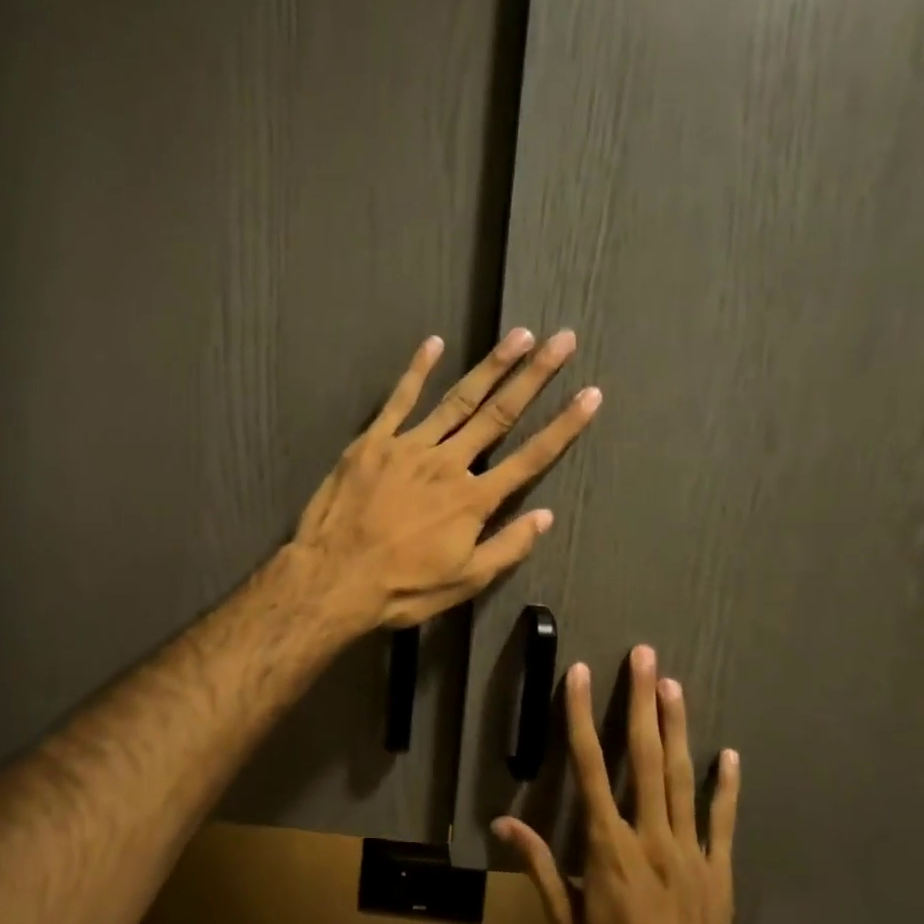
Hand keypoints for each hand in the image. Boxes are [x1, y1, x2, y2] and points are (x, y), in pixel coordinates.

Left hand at [291, 328, 599, 631]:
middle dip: (534, 376)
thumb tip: (545, 516)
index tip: (591, 395)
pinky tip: (434, 343)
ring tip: (519, 336)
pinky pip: (398, 400)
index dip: (564, 426)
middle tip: (562, 340)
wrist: (332, 578)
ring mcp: (408, 447)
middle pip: (498, 414)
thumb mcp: (463, 581)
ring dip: (491, 366)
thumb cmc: (401, 588)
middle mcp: (447, 463)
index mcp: (473, 499)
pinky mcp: (373, 442)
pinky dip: (417, 371)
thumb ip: (507, 547)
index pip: (530, 457)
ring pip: (457, 399)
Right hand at [496, 646, 741, 923]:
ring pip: (682, 777)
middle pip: (644, 758)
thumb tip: (502, 822)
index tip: (581, 674)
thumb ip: (538, 866)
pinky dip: (726, 786)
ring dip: (676, 727)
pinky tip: (728, 754)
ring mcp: (691, 853)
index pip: (590, 767)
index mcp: (609, 849)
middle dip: (641, 702)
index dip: (581, 716)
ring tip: (673, 685)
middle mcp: (652, 839)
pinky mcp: (720, 873)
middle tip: (644, 657)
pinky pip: (724, 821)